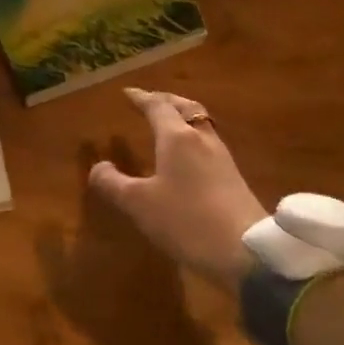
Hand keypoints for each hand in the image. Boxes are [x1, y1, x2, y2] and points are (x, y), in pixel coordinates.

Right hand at [89, 88, 265, 292]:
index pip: (157, 106)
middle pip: (185, 108)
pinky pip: (207, 144)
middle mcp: (202, 139)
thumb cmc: (186, 220)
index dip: (141, 98)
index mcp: (177, 138)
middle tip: (150, 100)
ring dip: (182, 118)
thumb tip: (99, 167)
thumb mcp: (139, 204)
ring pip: (200, 125)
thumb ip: (113, 183)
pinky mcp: (233, 178)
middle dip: (166, 101)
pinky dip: (192, 138)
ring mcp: (222, 158)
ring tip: (167, 124)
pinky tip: (187, 156)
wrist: (245, 250)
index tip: (127, 94)